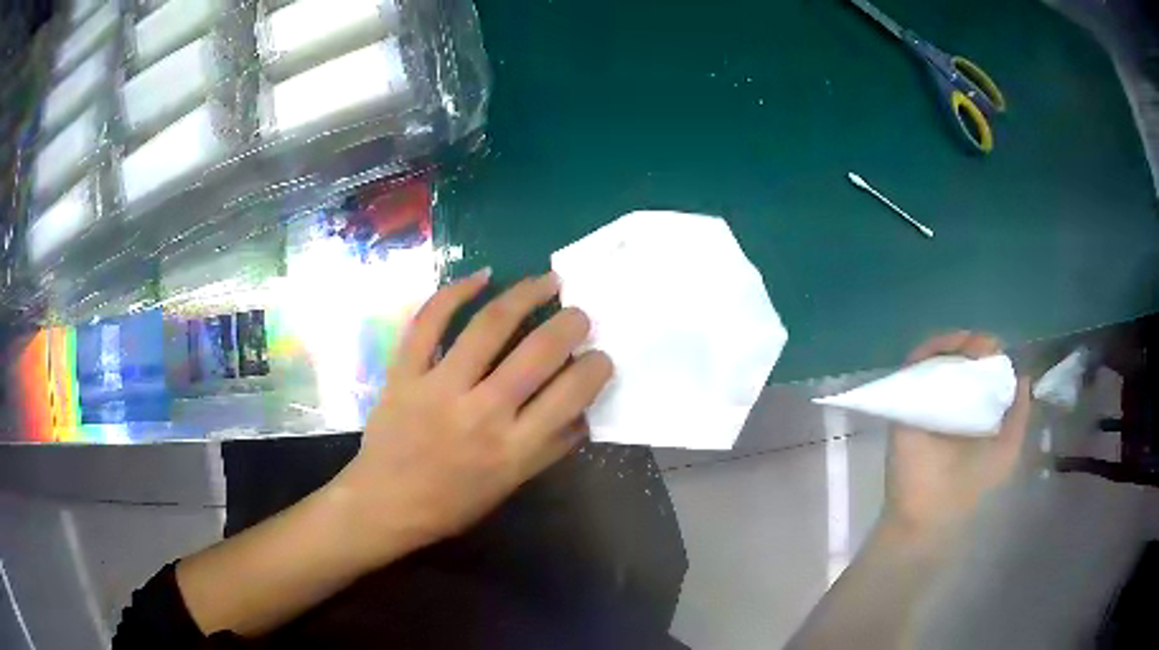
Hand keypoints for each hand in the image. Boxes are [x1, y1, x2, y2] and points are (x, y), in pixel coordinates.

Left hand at [328, 270, 612, 567]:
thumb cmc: (453, 502)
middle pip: (538, 352)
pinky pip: (428, 322)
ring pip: (489, 326)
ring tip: (548, 281)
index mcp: (513, 449)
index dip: (596, 367)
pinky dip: (454, 292)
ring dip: (525, 295)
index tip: (601, 355)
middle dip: (570, 324)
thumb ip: (550, 447)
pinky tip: (482, 277)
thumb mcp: (511, 484)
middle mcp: (481, 413)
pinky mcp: (404, 372)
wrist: (386, 503)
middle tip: (580, 314)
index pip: (571, 395)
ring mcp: (439, 387)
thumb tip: (585, 408)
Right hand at [881, 332, 1030, 544]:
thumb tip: (1023, 376)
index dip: (993, 356)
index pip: (984, 370)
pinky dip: (928, 351)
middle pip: (962, 357)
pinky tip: (945, 350)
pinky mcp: (905, 399)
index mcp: (976, 409)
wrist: (930, 508)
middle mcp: (952, 399)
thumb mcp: (1007, 449)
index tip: (996, 355)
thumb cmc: (971, 483)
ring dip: (953, 342)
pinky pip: (914, 366)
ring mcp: (928, 398)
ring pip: (939, 355)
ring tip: (967, 347)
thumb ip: (1019, 415)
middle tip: (982, 349)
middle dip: (975, 345)